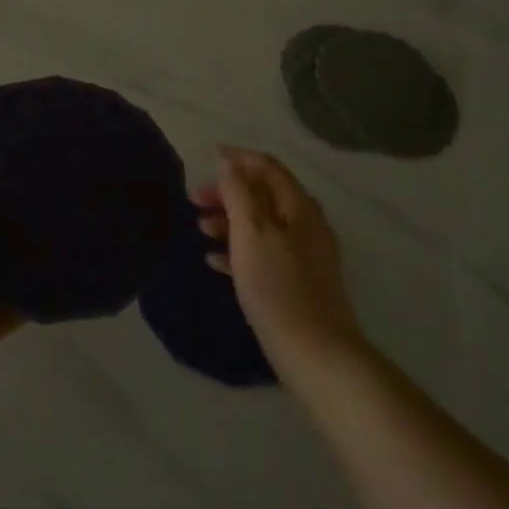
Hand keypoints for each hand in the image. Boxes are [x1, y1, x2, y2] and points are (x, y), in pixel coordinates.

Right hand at [194, 147, 364, 371]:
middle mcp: (306, 223)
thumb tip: (228, 162)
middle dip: (228, 192)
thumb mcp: (251, 233)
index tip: (208, 155)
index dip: (238, 158)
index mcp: (299, 206)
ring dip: (230, 221)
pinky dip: (238, 249)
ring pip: (262, 224)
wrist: (315, 352)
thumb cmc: (277, 287)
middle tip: (194, 200)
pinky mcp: (297, 280)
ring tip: (200, 229)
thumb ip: (238, 193)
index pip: (268, 168)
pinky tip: (214, 260)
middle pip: (263, 195)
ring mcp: (304, 253)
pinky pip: (264, 252)